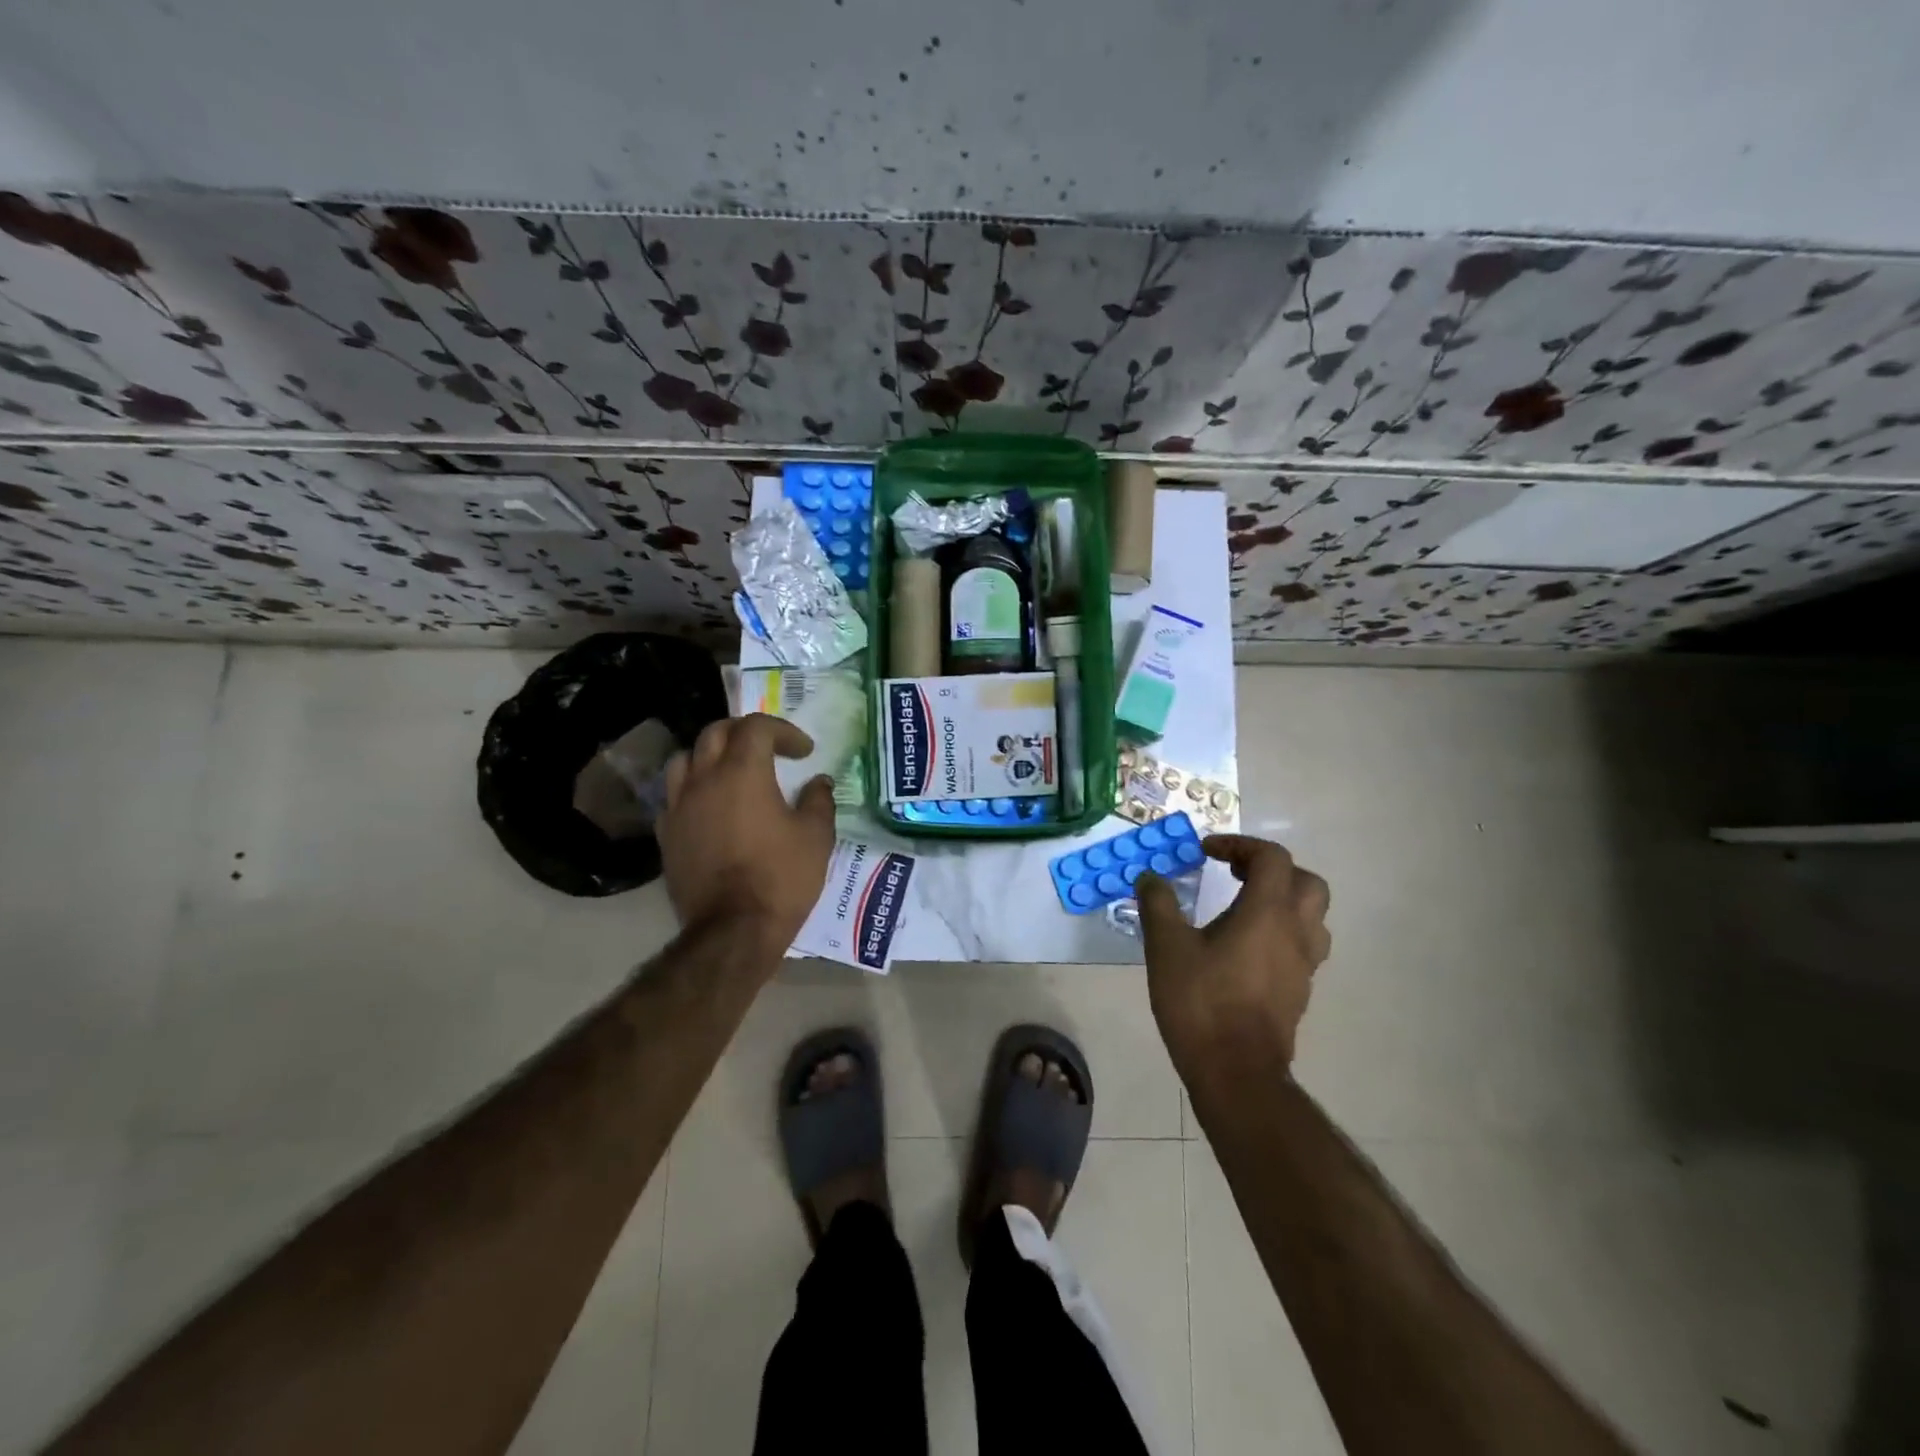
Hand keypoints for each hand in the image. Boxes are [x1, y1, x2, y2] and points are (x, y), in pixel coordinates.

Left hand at [659, 714, 835, 960]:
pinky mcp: (666, 835)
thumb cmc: (781, 877)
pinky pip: (674, 797)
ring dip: (711, 756)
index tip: (804, 752)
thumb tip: (819, 783)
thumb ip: (818, 801)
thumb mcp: (816, 837)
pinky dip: (693, 791)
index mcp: (742, 772)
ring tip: (731, 772)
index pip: (756, 727)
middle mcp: (704, 780)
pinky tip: (710, 807)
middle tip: (768, 749)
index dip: (783, 731)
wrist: (733, 930)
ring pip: (685, 760)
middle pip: (715, 733)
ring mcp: (678, 807)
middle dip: (744, 732)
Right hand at [1137, 835, 1330, 1077]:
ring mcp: (1303, 965)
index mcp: (1267, 913)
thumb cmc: (1201, 1002)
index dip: (1240, 844)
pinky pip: (1303, 945)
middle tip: (1234, 873)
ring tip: (1244, 907)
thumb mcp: (1166, 947)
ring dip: (1283, 900)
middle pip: (1306, 882)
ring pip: (1312, 916)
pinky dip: (1281, 931)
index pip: (1272, 858)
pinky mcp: (1299, 991)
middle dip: (1271, 869)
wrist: (1236, 1072)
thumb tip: (1149, 877)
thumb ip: (1158, 904)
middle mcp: (1295, 932)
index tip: (1206, 852)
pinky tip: (1246, 947)